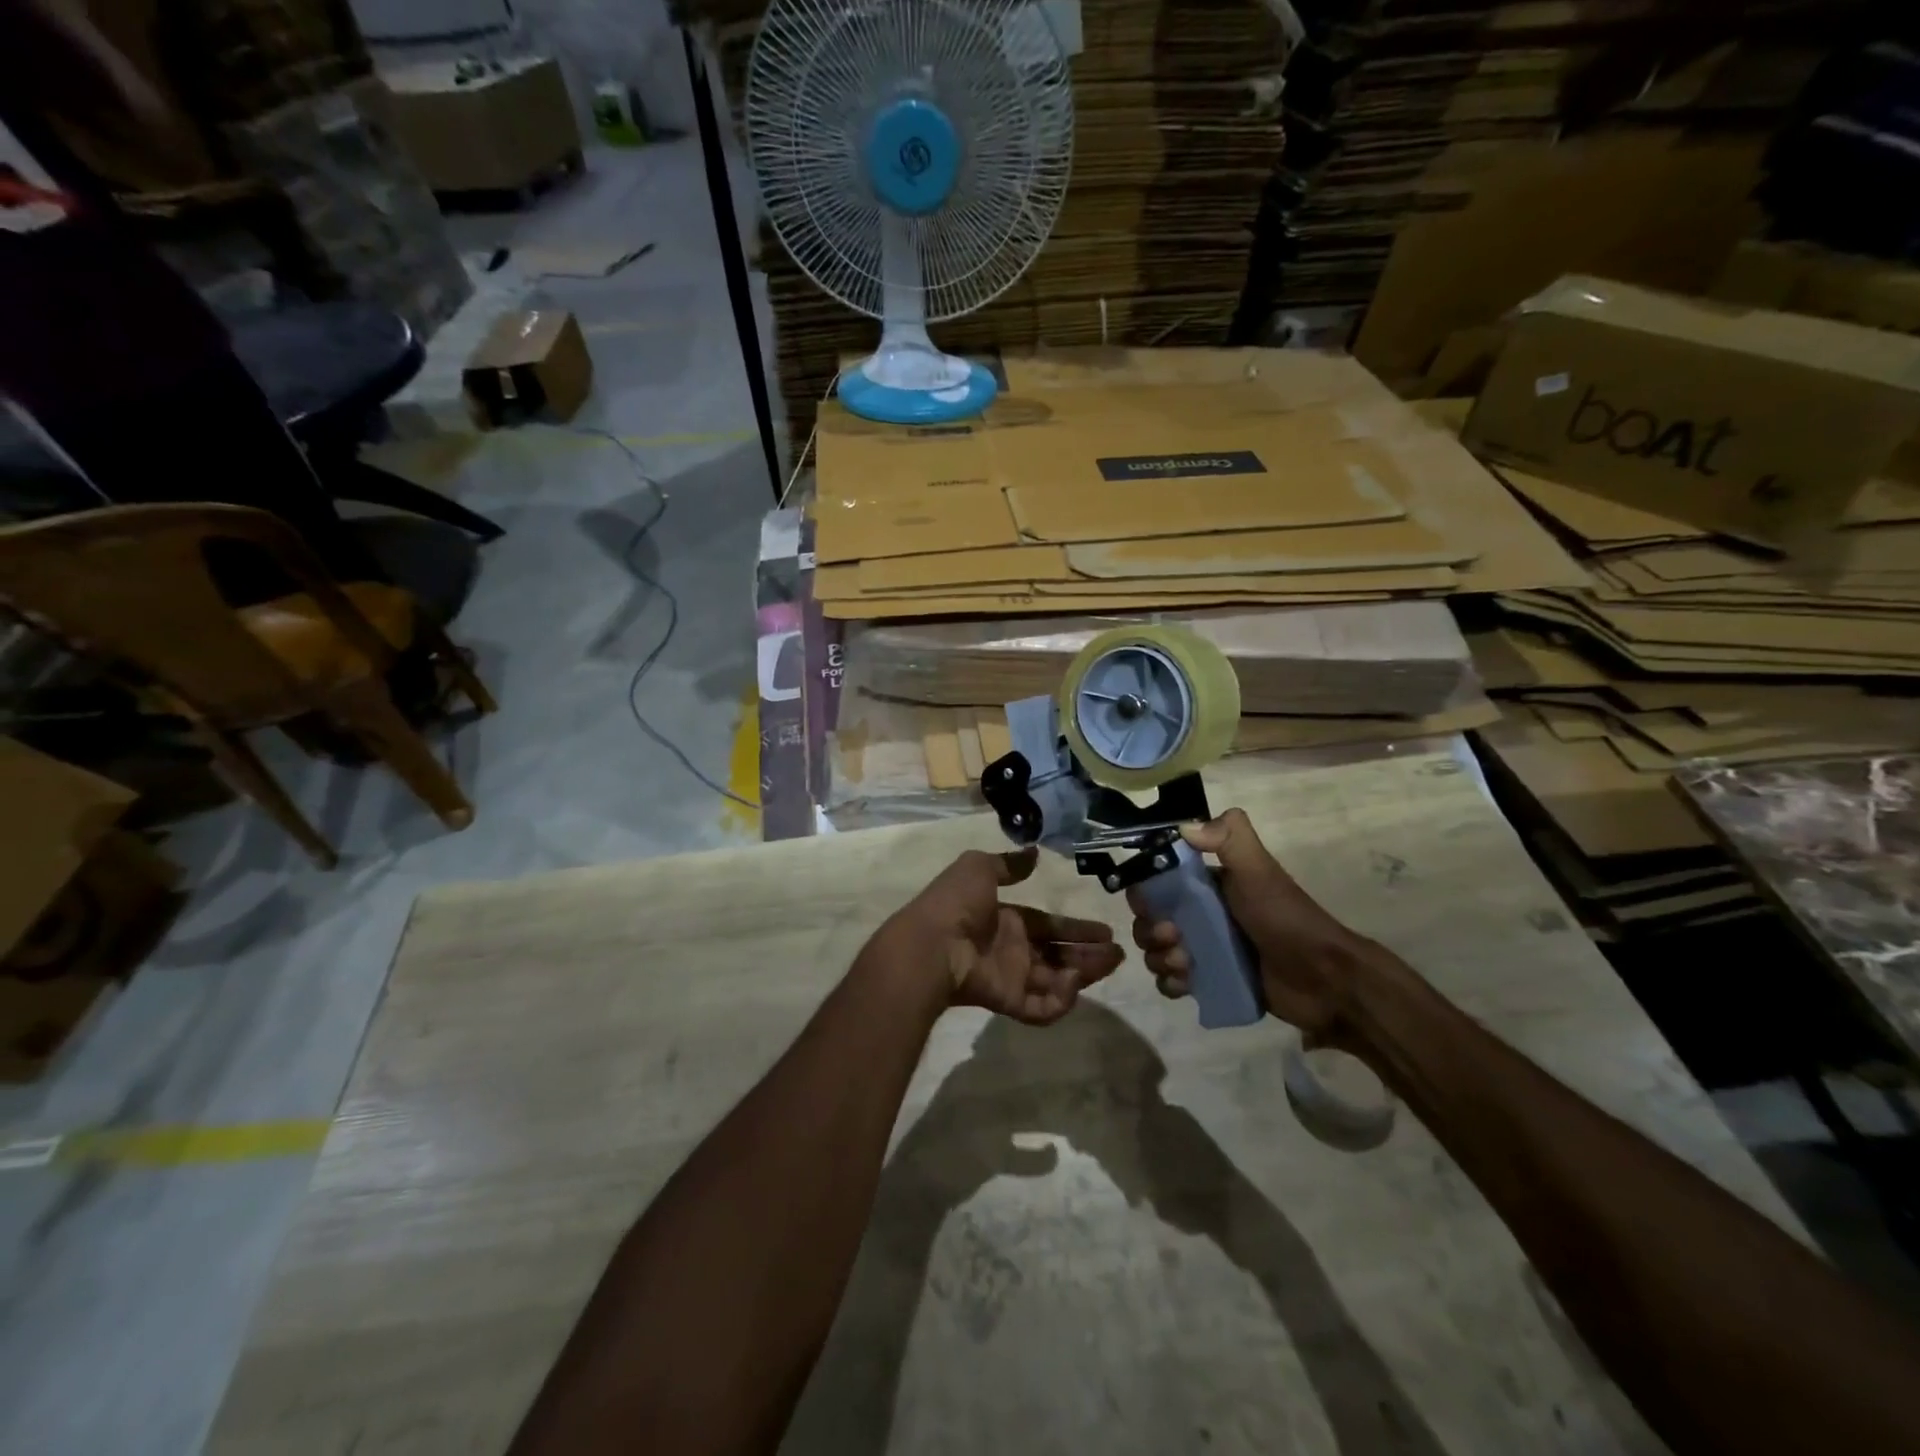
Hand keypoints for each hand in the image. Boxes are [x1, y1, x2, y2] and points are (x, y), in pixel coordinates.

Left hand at [889, 848, 1123, 1024]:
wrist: (932, 943)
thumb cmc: (956, 903)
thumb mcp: (978, 868)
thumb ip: (1007, 864)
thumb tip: (1033, 852)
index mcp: (1006, 919)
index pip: (1048, 925)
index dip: (1075, 927)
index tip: (1105, 930)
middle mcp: (1012, 949)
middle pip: (1057, 954)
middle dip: (1087, 953)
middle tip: (1118, 953)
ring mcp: (1010, 977)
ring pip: (1055, 981)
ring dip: (1083, 975)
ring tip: (1109, 964)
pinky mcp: (1007, 1001)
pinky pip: (1040, 1007)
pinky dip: (1060, 1001)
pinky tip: (1074, 984)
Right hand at [1125, 809, 1374, 1039]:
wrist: (1324, 978)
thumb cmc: (1286, 918)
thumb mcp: (1259, 871)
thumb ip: (1230, 839)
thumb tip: (1184, 827)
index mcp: (1206, 885)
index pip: (1156, 883)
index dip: (1145, 894)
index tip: (1151, 905)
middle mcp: (1200, 914)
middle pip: (1149, 919)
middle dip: (1150, 930)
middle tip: (1174, 938)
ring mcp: (1203, 950)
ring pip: (1156, 951)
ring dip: (1159, 958)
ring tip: (1185, 965)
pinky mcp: (1209, 982)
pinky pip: (1170, 982)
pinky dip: (1170, 983)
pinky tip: (1186, 984)